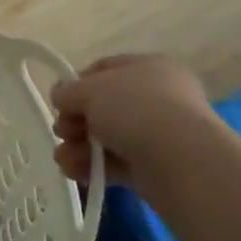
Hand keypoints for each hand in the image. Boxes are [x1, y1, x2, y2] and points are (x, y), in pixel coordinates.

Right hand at [51, 54, 217, 190]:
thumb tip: (60, 96)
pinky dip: (94, 167)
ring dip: (79, 147)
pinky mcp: (155, 166)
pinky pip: (117, 162)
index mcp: (148, 67)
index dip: (77, 84)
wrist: (180, 160)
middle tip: (62, 132)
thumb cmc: (135, 109)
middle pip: (103, 106)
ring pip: (107, 137)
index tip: (60, 101)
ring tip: (64, 160)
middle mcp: (156, 97)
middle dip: (75, 121)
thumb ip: (68, 91)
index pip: (105, 69)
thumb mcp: (90, 89)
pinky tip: (74, 172)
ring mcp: (158, 133)